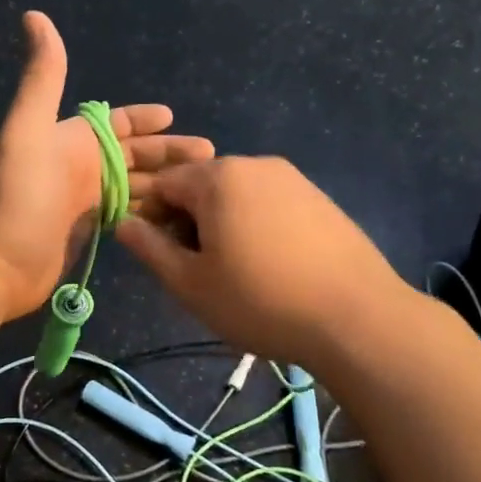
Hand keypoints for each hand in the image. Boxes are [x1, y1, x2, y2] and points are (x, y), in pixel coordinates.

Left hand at [0, 12, 213, 320]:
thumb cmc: (17, 194)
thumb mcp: (29, 129)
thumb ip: (42, 77)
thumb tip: (34, 15)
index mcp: (72, 140)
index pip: (118, 124)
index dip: (145, 119)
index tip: (176, 118)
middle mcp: (81, 167)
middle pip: (135, 157)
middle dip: (170, 154)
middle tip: (212, 159)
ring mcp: (84, 202)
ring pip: (136, 187)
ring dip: (167, 186)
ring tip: (205, 193)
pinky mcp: (88, 233)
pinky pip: (129, 217)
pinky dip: (152, 214)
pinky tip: (179, 220)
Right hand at [115, 156, 422, 368]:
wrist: (357, 317)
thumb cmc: (260, 301)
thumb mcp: (190, 283)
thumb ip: (150, 248)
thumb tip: (124, 223)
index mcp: (218, 177)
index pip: (163, 184)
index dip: (152, 218)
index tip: (163, 257)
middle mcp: (255, 164)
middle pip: (201, 186)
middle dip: (189, 221)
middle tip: (199, 270)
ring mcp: (293, 179)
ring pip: (237, 195)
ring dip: (223, 225)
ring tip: (237, 272)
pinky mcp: (319, 198)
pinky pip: (270, 203)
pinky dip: (256, 226)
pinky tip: (272, 265)